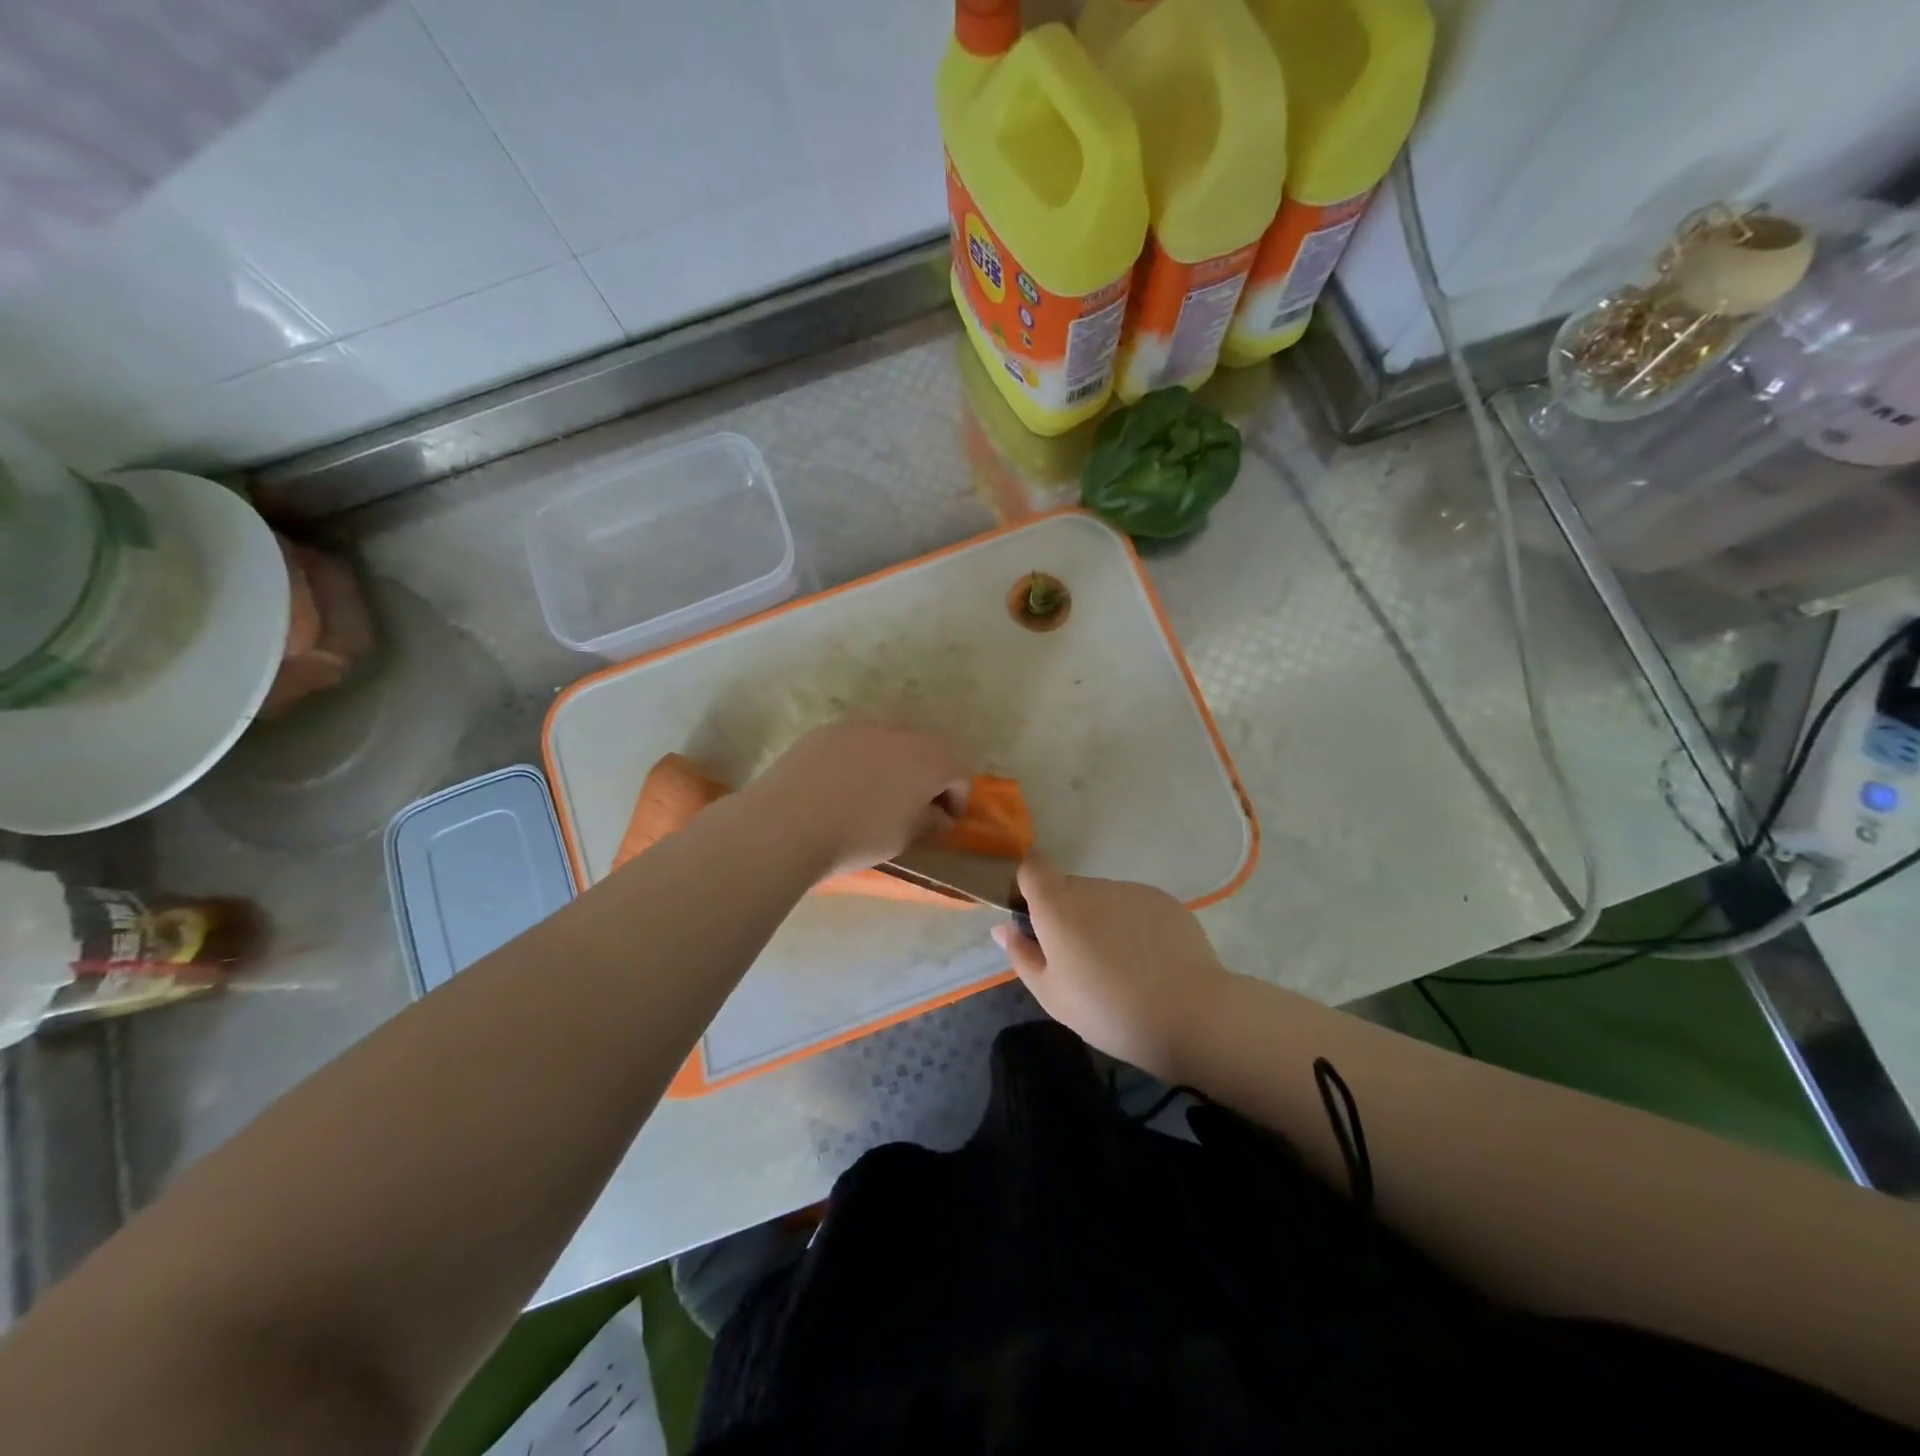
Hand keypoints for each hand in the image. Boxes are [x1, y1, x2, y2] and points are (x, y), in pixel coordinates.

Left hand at [746, 722, 969, 878]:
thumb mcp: (904, 838)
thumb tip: (937, 813)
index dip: (957, 797)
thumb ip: (929, 820)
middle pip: (927, 748)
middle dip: (928, 774)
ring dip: (894, 763)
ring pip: (890, 740)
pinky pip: (857, 741)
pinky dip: (861, 759)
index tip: (946, 821)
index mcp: (929, 758)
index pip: (958, 771)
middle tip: (917, 804)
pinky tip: (843, 786)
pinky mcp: (827, 730)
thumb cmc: (858, 836)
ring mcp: (860, 726)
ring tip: (878, 793)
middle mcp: (900, 732)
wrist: (787, 823)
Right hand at [994, 858, 1229, 1078]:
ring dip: (1100, 920)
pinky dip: (1132, 925)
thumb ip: (1022, 955)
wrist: (1191, 1014)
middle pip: (1068, 887)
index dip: (1028, 887)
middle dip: (1065, 913)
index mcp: (1058, 905)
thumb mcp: (1051, 995)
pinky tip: (1148, 961)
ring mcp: (1131, 890)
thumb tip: (1003, 929)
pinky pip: (1134, 906)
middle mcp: (1092, 886)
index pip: (1032, 867)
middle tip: (1078, 960)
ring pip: (1102, 898)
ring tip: (1119, 966)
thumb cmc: (1108, 1010)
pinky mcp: (1164, 900)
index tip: (1034, 921)